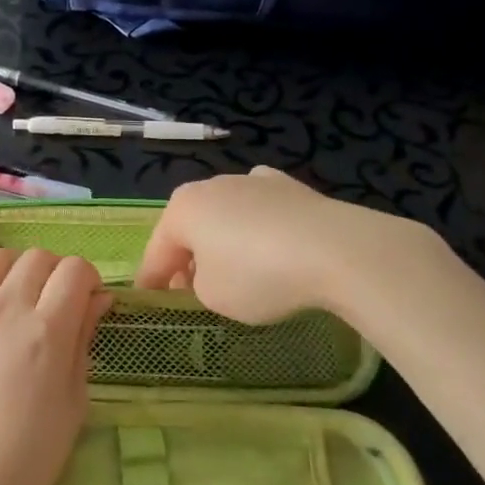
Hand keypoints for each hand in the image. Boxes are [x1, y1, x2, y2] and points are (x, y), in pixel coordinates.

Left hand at [0, 242, 108, 484]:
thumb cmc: (28, 458)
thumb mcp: (74, 402)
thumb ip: (83, 340)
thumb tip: (98, 298)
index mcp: (46, 332)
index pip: (76, 270)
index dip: (88, 281)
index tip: (86, 303)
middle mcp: (5, 309)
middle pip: (40, 258)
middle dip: (57, 276)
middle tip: (54, 307)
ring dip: (17, 269)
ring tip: (18, 297)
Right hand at [136, 166, 422, 322]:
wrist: (335, 249)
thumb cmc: (258, 275)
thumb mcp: (212, 296)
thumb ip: (197, 284)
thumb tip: (208, 273)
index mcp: (182, 208)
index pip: (156, 251)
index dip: (151, 282)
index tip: (149, 303)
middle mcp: (213, 185)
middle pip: (190, 228)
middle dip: (187, 258)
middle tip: (191, 292)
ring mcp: (253, 180)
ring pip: (226, 216)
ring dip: (223, 241)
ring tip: (235, 272)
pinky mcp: (290, 187)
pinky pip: (261, 212)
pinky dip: (259, 228)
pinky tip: (271, 246)